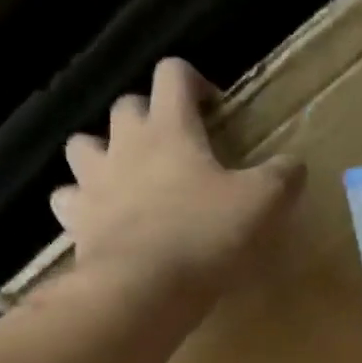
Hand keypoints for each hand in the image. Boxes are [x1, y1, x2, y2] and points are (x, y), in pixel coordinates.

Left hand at [56, 58, 303, 305]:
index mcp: (170, 128)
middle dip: (147, 117)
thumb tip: (294, 164)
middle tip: (172, 146)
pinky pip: (67, 200)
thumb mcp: (262, 205)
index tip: (212, 107)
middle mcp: (125, 143)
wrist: (143, 288)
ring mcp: (93, 181)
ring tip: (123, 175)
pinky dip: (80, 204)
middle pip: (126, 106)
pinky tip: (97, 219)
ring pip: (83, 145)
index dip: (193, 81)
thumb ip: (282, 178)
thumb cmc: (205, 236)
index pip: (173, 74)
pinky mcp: (76, 221)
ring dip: (102, 152)